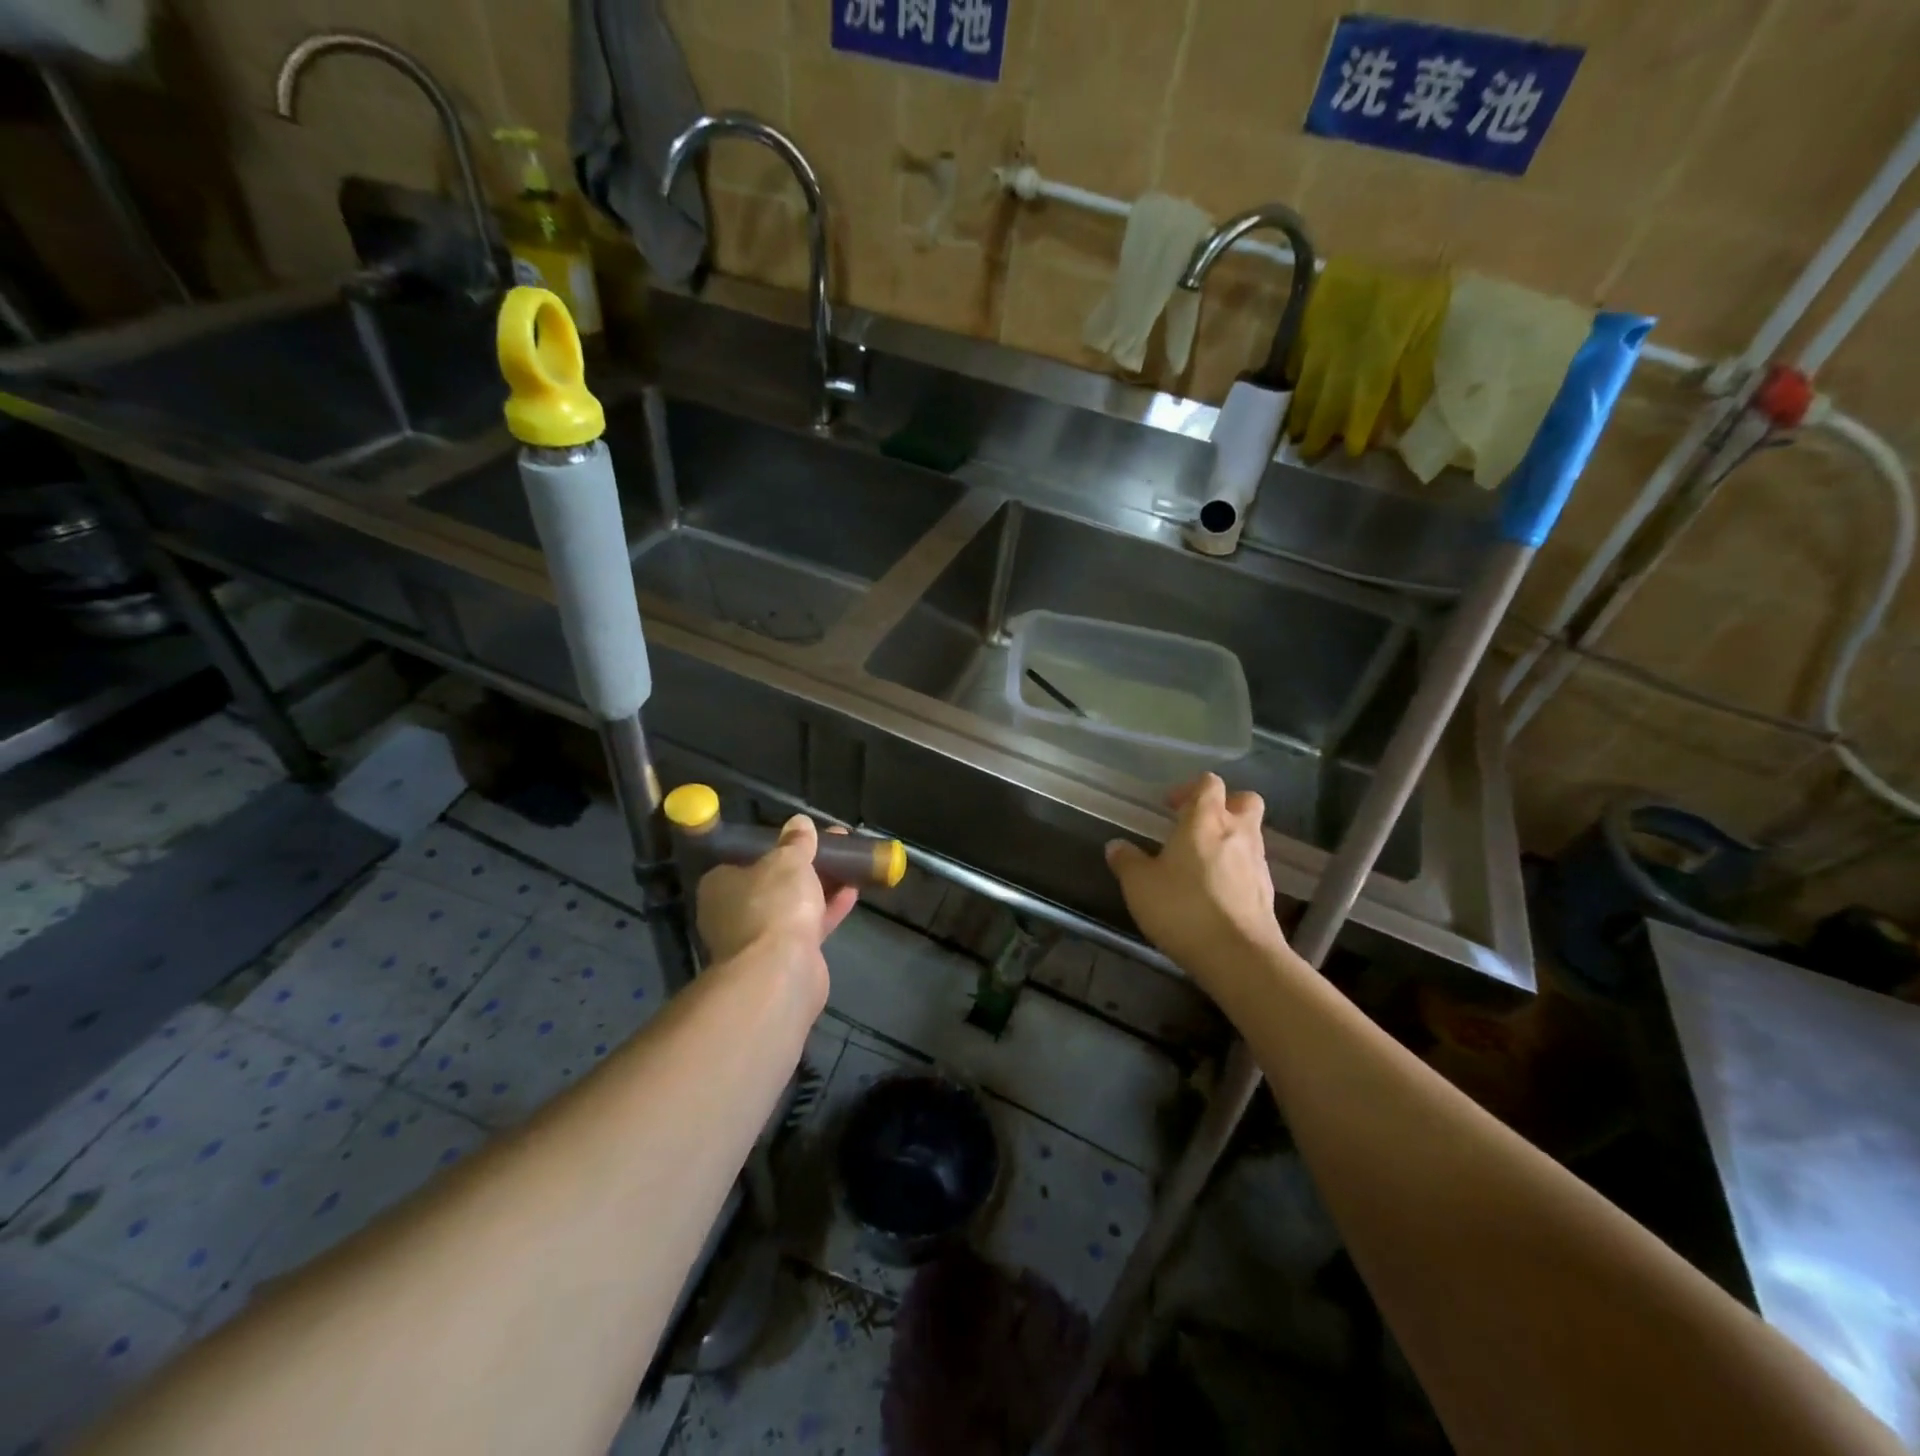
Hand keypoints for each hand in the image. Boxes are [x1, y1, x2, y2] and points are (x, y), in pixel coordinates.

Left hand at [695, 816, 858, 969]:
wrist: (779, 971)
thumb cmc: (773, 904)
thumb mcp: (788, 861)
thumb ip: (796, 842)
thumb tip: (799, 823)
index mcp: (720, 884)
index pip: (747, 858)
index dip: (778, 846)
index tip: (805, 837)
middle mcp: (733, 911)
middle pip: (774, 881)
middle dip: (806, 864)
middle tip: (834, 846)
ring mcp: (758, 937)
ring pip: (794, 904)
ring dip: (821, 886)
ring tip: (851, 863)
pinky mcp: (783, 957)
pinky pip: (808, 925)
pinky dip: (828, 909)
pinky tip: (853, 892)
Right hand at [1105, 774, 1287, 993]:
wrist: (1238, 956)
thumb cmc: (1183, 908)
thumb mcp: (1139, 884)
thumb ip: (1127, 861)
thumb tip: (1117, 846)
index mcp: (1205, 819)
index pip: (1208, 783)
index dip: (1189, 789)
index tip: (1169, 807)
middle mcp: (1238, 832)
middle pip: (1244, 800)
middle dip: (1224, 805)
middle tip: (1197, 825)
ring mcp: (1258, 862)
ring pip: (1250, 834)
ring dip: (1230, 839)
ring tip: (1201, 863)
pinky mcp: (1267, 892)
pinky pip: (1252, 867)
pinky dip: (1236, 869)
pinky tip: (1214, 891)